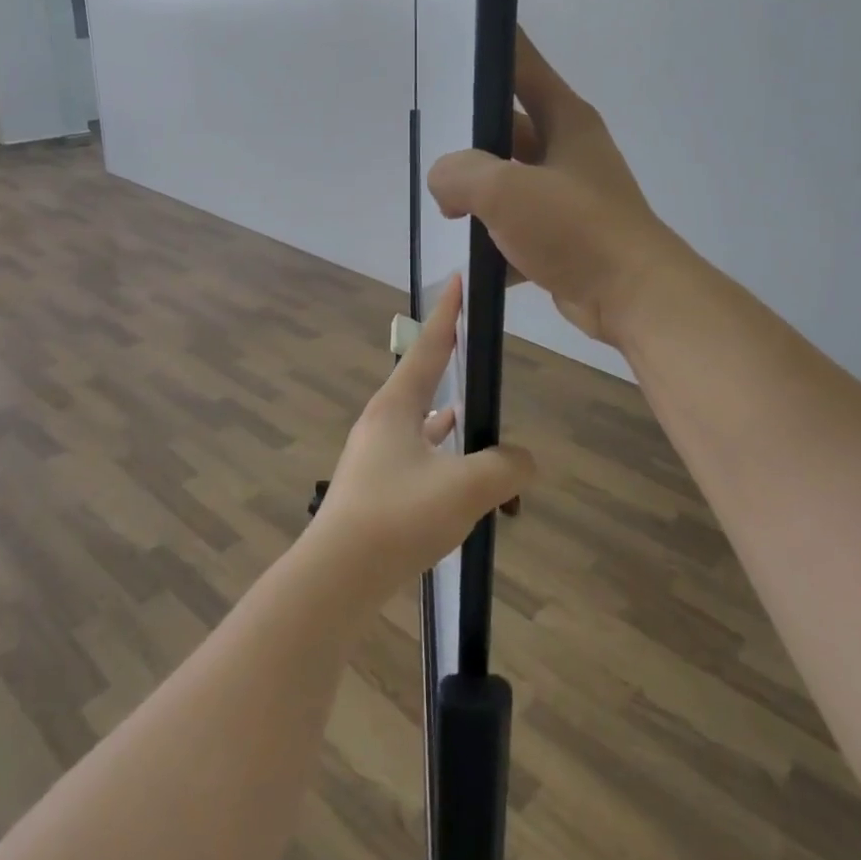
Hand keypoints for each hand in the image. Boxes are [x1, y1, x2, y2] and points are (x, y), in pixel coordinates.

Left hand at [307, 276, 533, 604]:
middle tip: (473, 347)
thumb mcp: (465, 488)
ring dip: (444, 415)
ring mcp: (374, 457)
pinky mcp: (375, 488)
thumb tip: (524, 461)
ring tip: (471, 413)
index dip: (448, 314)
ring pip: (418, 423)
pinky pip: (415, 456)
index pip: (429, 346)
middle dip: (447, 362)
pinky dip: (439, 454)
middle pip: (420, 380)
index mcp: (396, 406)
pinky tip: (455, 470)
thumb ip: (505, 467)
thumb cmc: (397, 518)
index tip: (459, 281)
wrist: (336, 578)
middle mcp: (381, 423)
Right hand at [428, 29, 680, 346]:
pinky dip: (498, 242)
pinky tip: (476, 258)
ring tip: (448, 209)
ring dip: (481, 198)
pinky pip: (520, 229)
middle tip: (436, 156)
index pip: (522, 64)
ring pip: (512, 183)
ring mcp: (570, 196)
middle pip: (509, 130)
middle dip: (472, 146)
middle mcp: (570, 151)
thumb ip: (459, 173)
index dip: (491, 48)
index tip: (456, 39)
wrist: (633, 296)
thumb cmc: (574, 228)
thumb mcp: (505, 189)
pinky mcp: (567, 238)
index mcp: (565, 120)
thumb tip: (445, 184)